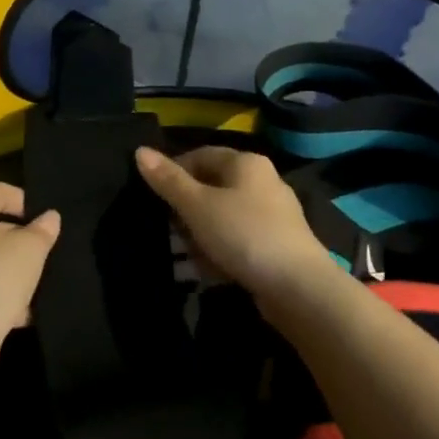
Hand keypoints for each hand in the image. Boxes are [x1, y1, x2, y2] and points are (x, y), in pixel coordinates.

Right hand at [135, 145, 330, 302]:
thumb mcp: (198, 206)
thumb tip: (140, 151)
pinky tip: (202, 272)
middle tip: (164, 230)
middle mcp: (261, 183)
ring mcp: (271, 216)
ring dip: (197, 236)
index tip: (152, 196)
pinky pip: (236, 241)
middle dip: (184, 211)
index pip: (200, 155)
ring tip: (177, 257)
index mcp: (245, 164)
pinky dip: (217, 252)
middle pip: (211, 188)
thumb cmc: (243, 234)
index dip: (173, 172)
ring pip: (221, 218)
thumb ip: (168, 180)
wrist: (298, 287)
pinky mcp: (274, 246)